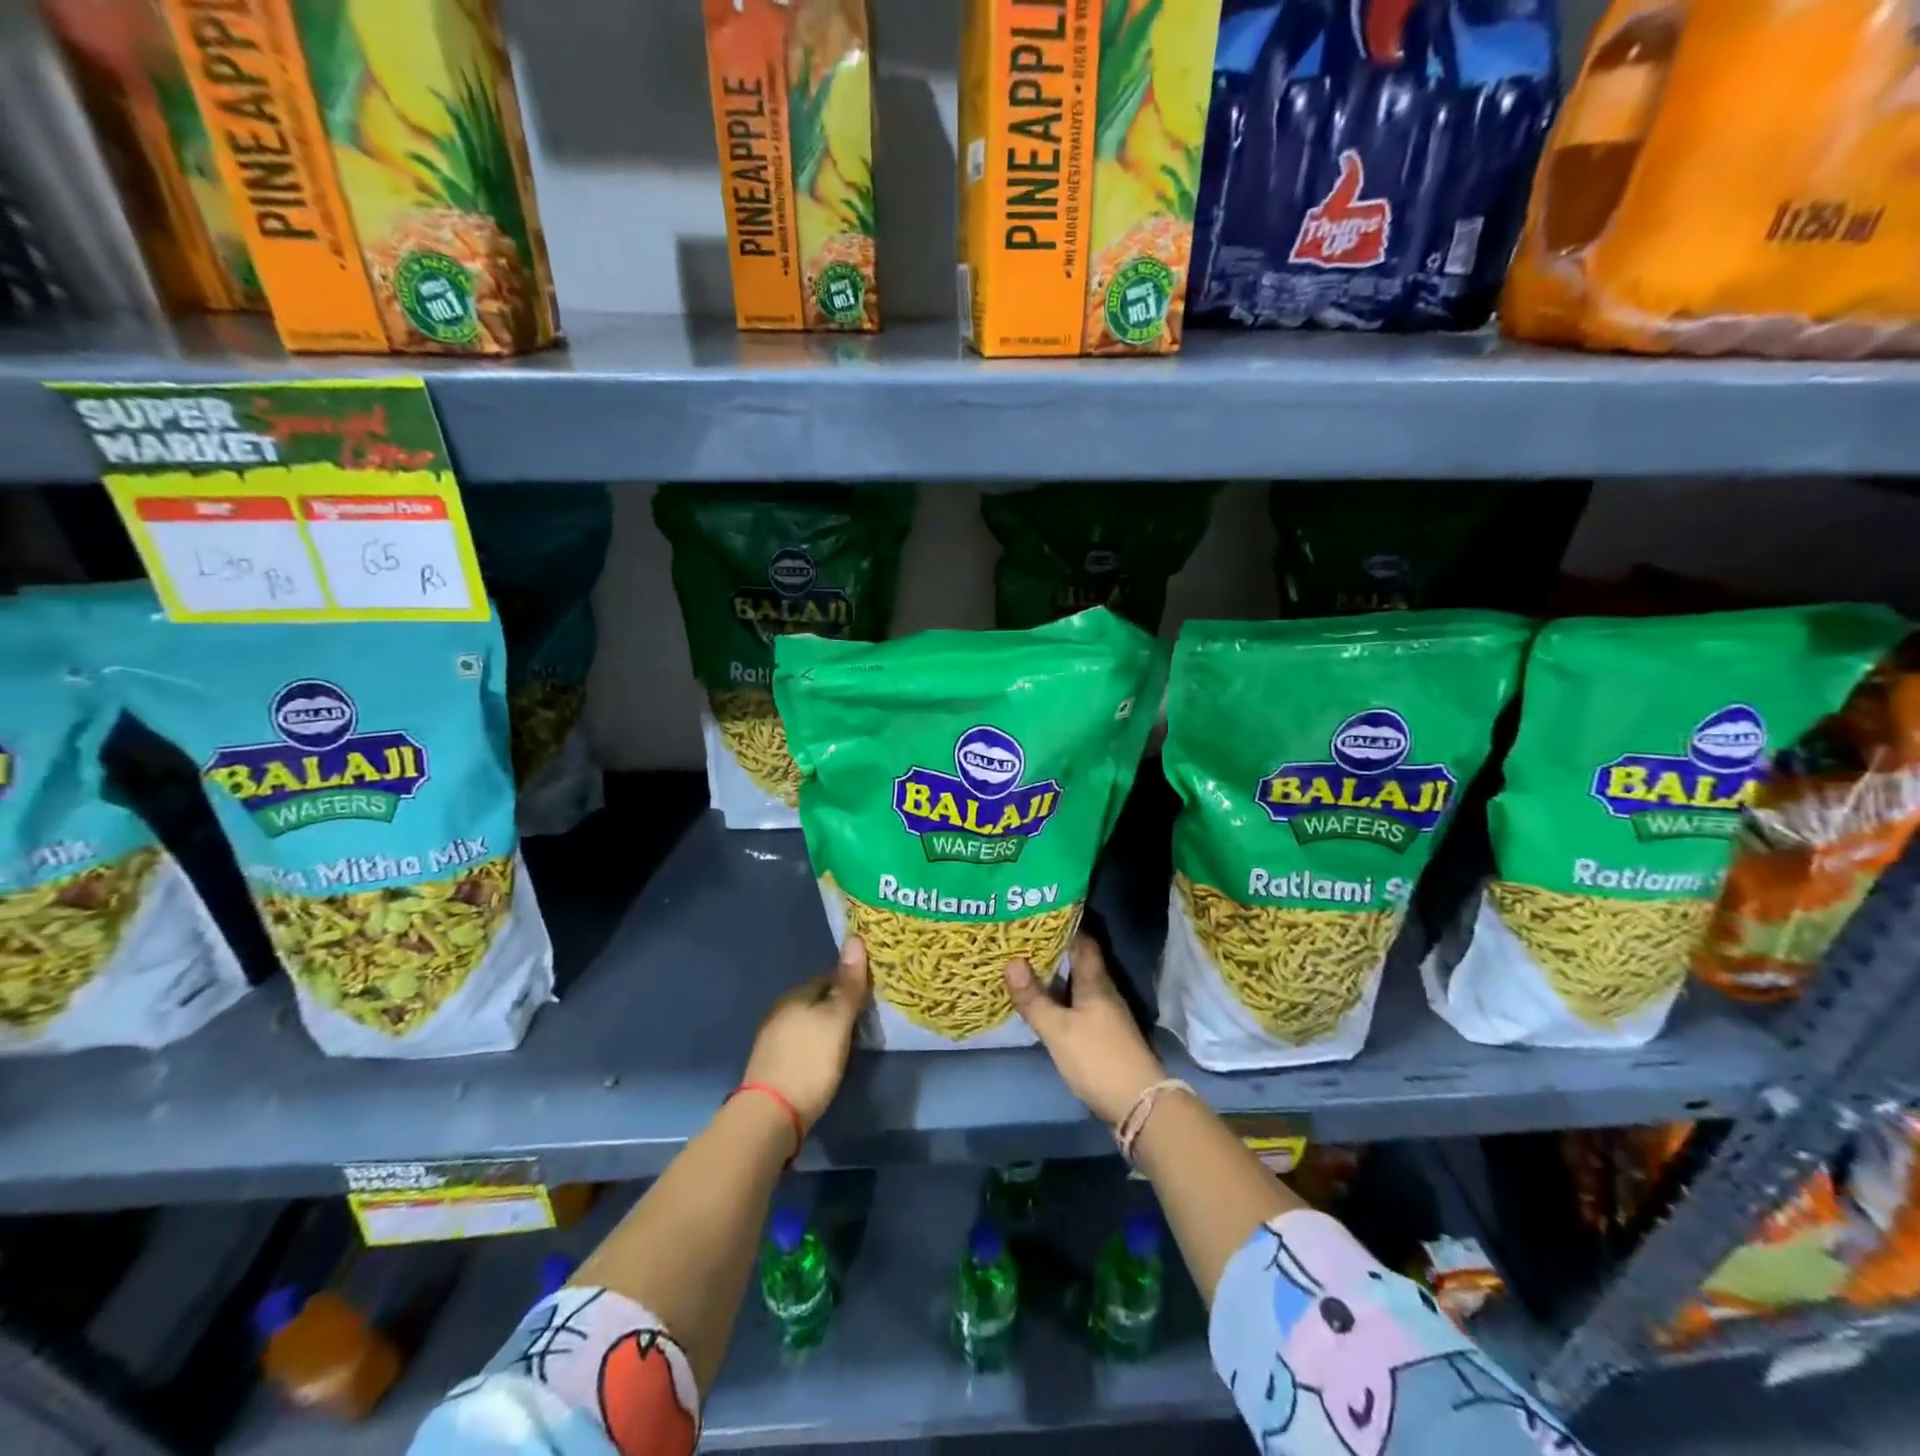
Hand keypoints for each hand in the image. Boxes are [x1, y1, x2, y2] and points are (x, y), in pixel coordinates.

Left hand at [742, 937, 869, 1133]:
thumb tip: (855, 938)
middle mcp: (780, 1012)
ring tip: (851, 1038)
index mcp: (794, 996)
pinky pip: (801, 1043)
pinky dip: (816, 1045)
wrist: (769, 1117)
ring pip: (808, 1023)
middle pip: (816, 1001)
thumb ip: (848, 985)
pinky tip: (827, 1058)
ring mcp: (772, 1040)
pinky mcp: (772, 1066)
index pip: (828, 977)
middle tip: (866, 1016)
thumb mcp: (836, 1021)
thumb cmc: (809, 1061)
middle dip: (838, 1005)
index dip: (850, 981)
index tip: (872, 991)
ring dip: (827, 1027)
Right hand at [1005, 935, 1166, 1124]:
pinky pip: (1077, 1003)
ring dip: (1055, 974)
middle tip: (1020, 939)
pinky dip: (1059, 997)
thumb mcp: (1058, 1030)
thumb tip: (1011, 961)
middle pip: (1078, 961)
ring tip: (1024, 965)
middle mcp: (1103, 991)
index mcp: (1095, 981)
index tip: (1036, 913)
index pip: (1082, 941)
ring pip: (1077, 983)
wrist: (1139, 1105)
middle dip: (1052, 949)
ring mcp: (1106, 1013)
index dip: (1062, 924)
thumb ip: (1034, 998)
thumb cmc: (1098, 1059)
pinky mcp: (1104, 1034)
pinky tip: (1042, 1002)